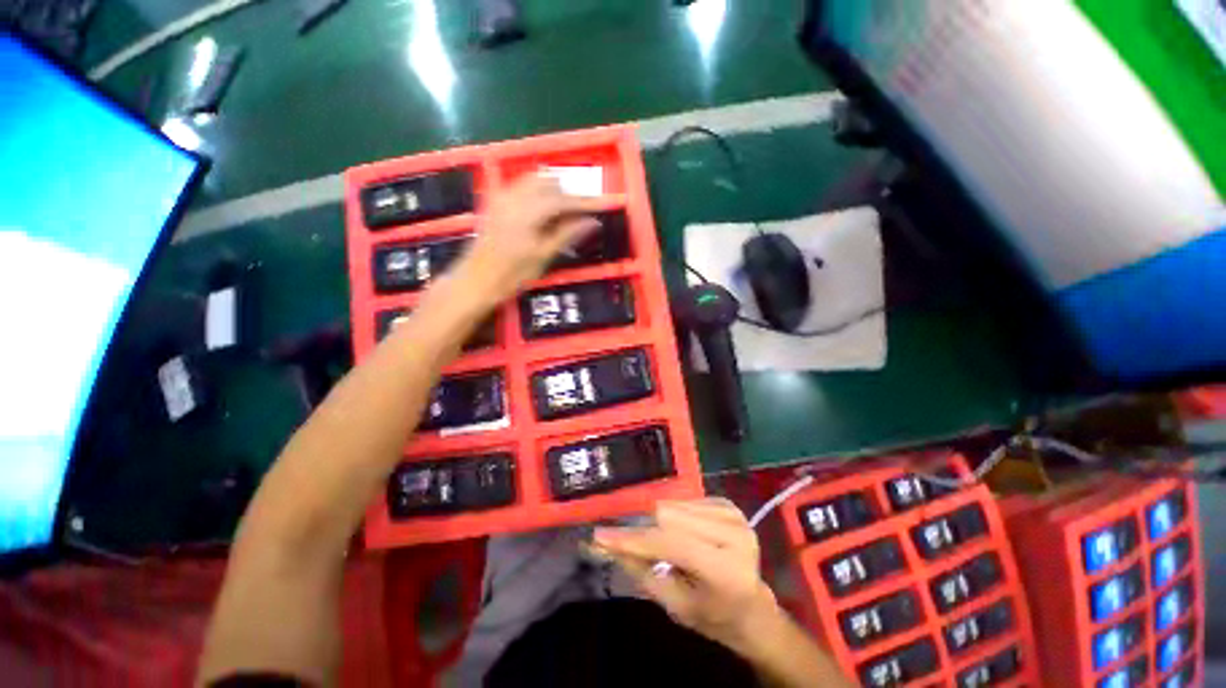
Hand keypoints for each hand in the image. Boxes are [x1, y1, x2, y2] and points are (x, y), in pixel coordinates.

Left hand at [450, 175, 603, 306]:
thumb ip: (567, 234)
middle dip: (568, 194)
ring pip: (534, 180)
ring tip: (564, 212)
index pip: (563, 199)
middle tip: (581, 213)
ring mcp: (502, 197)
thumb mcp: (543, 256)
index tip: (602, 204)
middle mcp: (514, 196)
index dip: (584, 202)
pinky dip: (537, 192)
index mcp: (527, 212)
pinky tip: (543, 210)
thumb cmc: (511, 274)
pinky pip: (521, 186)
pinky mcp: (496, 201)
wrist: (476, 280)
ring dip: (553, 191)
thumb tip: (592, 222)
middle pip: (549, 182)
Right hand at [593, 498, 781, 653]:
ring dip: (663, 524)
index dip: (633, 539)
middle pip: (669, 515)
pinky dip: (677, 518)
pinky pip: (685, 501)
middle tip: (646, 552)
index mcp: (726, 569)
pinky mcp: (729, 504)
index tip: (601, 536)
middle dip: (649, 531)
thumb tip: (606, 543)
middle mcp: (734, 534)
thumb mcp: (676, 606)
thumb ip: (641, 571)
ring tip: (675, 548)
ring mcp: (734, 514)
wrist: (753, 608)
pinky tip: (689, 537)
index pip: (669, 543)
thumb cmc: (714, 616)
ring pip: (674, 504)